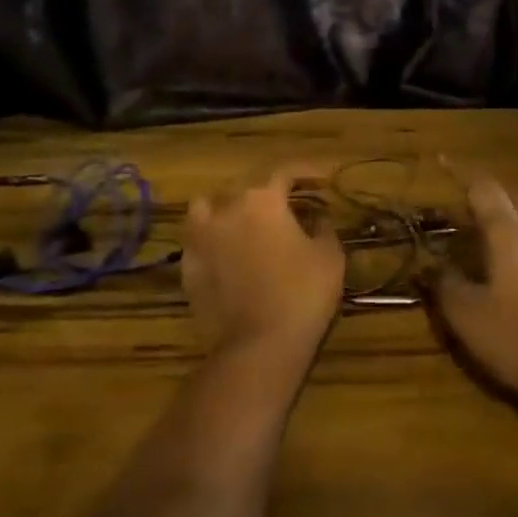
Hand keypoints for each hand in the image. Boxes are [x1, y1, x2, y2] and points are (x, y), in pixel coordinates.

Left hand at [181, 167, 345, 370]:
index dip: (306, 172)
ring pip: (208, 207)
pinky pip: (198, 240)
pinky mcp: (187, 267)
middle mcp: (226, 209)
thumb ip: (324, 227)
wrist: (259, 345)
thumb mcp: (330, 256)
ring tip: (243, 222)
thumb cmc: (303, 293)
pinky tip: (227, 254)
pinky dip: (212, 240)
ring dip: (226, 208)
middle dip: (267, 191)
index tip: (322, 180)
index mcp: (263, 200)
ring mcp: (201, 238)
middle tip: (287, 205)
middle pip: (244, 186)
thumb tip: (318, 216)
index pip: (285, 171)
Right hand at [435, 174, 517, 407]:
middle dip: (492, 200)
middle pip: (517, 202)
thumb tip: (430, 265)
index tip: (445, 164)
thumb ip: (445, 285)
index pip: (485, 192)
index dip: (463, 177)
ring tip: (500, 238)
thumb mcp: (467, 317)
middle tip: (469, 214)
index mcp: (509, 235)